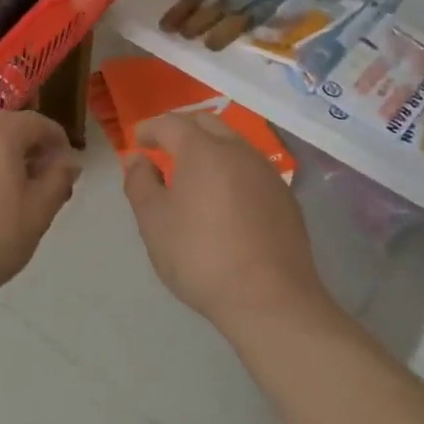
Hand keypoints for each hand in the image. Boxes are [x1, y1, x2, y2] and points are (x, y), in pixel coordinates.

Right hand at [120, 112, 334, 334]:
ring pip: (234, 144)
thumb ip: (140, 183)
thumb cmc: (201, 257)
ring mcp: (267, 173)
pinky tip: (226, 200)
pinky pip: (252, 169)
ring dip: (210, 148)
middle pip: (206, 123)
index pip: (170, 123)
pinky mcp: (286, 197)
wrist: (270, 300)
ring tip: (195, 176)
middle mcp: (238, 151)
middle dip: (182, 130)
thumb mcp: (154, 222)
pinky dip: (233, 171)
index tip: (138, 142)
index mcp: (202, 150)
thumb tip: (138, 160)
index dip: (150, 128)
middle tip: (165, 150)